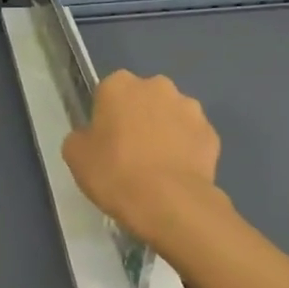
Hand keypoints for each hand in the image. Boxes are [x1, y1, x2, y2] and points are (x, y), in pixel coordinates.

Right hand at [62, 71, 221, 244]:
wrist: (169, 202)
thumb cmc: (115, 173)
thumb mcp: (76, 156)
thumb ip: (81, 137)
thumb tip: (91, 136)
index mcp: (120, 85)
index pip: (108, 92)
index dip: (106, 116)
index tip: (105, 140)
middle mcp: (158, 86)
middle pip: (144, 98)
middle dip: (139, 117)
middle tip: (130, 152)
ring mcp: (190, 108)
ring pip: (172, 115)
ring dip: (165, 131)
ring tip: (157, 166)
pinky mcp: (211, 133)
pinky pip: (192, 138)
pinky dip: (186, 150)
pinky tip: (176, 174)